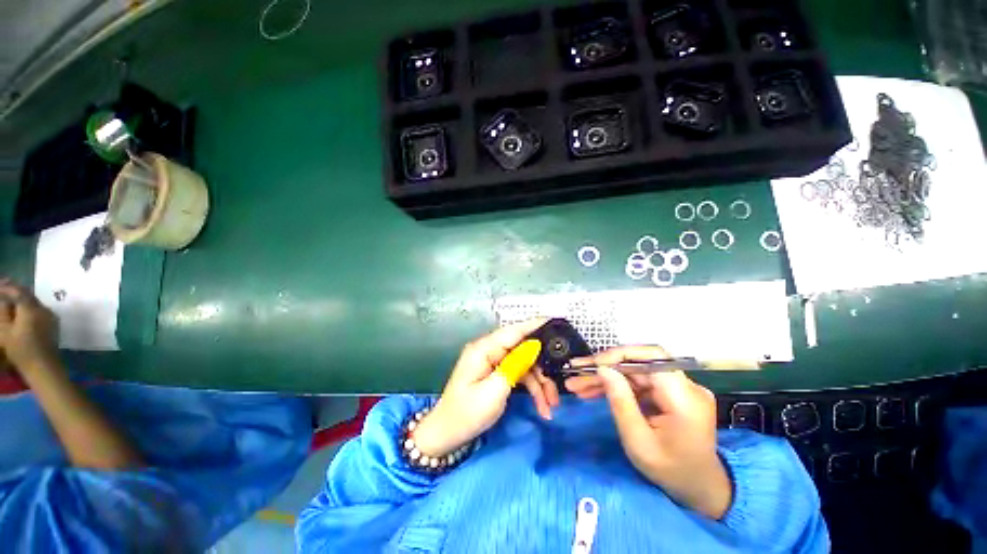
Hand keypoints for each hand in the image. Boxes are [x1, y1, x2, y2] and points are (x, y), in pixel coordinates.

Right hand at [0, 280, 59, 373]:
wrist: (43, 366)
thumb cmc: (21, 350)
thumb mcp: (5, 330)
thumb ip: (4, 311)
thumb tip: (4, 297)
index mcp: (31, 309)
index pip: (19, 291)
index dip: (8, 286)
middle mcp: (43, 309)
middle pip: (28, 295)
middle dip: (16, 291)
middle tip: (3, 288)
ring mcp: (51, 316)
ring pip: (34, 302)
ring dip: (23, 299)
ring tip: (11, 299)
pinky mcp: (53, 323)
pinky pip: (39, 310)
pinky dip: (29, 307)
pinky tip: (21, 310)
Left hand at [413, 318, 554, 456]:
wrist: (448, 435)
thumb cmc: (467, 414)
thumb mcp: (494, 391)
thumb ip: (515, 365)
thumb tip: (534, 346)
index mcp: (484, 349)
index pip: (514, 331)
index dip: (536, 325)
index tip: (557, 323)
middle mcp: (489, 350)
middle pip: (523, 349)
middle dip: (543, 368)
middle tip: (557, 388)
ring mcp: (493, 361)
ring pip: (525, 364)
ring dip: (540, 383)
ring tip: (551, 405)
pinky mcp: (497, 372)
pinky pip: (519, 374)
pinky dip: (531, 388)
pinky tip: (542, 406)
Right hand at [566, 346, 731, 519]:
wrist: (700, 487)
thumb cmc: (670, 471)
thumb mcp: (638, 442)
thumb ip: (621, 402)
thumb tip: (603, 369)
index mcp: (685, 399)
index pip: (651, 358)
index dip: (618, 355)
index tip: (590, 364)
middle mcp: (687, 386)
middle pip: (639, 364)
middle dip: (604, 367)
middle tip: (576, 374)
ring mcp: (680, 387)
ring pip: (635, 372)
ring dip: (606, 377)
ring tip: (578, 385)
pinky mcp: (672, 391)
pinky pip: (639, 381)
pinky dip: (617, 385)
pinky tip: (594, 391)